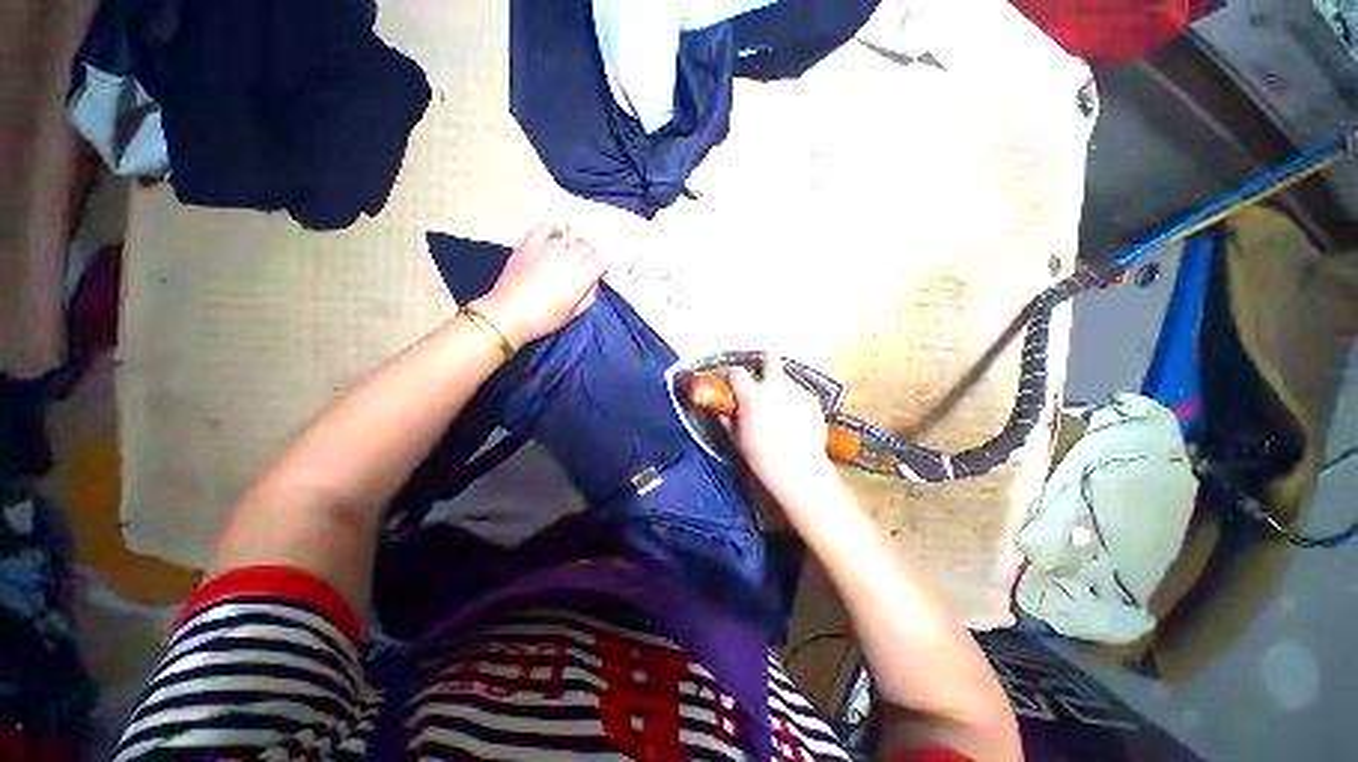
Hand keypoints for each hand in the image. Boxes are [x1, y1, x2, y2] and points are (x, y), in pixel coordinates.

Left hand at [471, 224, 608, 346]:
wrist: (508, 314)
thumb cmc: (543, 319)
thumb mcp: (574, 314)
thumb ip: (589, 296)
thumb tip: (593, 282)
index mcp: (580, 278)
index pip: (601, 261)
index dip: (602, 267)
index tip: (598, 274)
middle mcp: (567, 258)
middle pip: (588, 245)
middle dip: (591, 253)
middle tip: (585, 263)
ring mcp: (547, 248)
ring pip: (570, 235)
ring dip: (574, 243)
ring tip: (570, 253)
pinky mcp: (530, 243)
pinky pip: (546, 227)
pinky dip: (554, 230)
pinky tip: (554, 239)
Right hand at [727, 355, 836, 497]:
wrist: (799, 470)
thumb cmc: (761, 457)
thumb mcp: (738, 439)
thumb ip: (728, 420)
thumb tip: (721, 410)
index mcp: (751, 395)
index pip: (737, 372)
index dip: (733, 375)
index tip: (733, 382)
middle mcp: (774, 387)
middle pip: (771, 360)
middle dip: (766, 363)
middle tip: (764, 377)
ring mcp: (796, 392)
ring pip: (786, 380)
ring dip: (781, 389)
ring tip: (782, 409)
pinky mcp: (812, 401)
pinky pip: (800, 394)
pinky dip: (796, 402)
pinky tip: (797, 420)